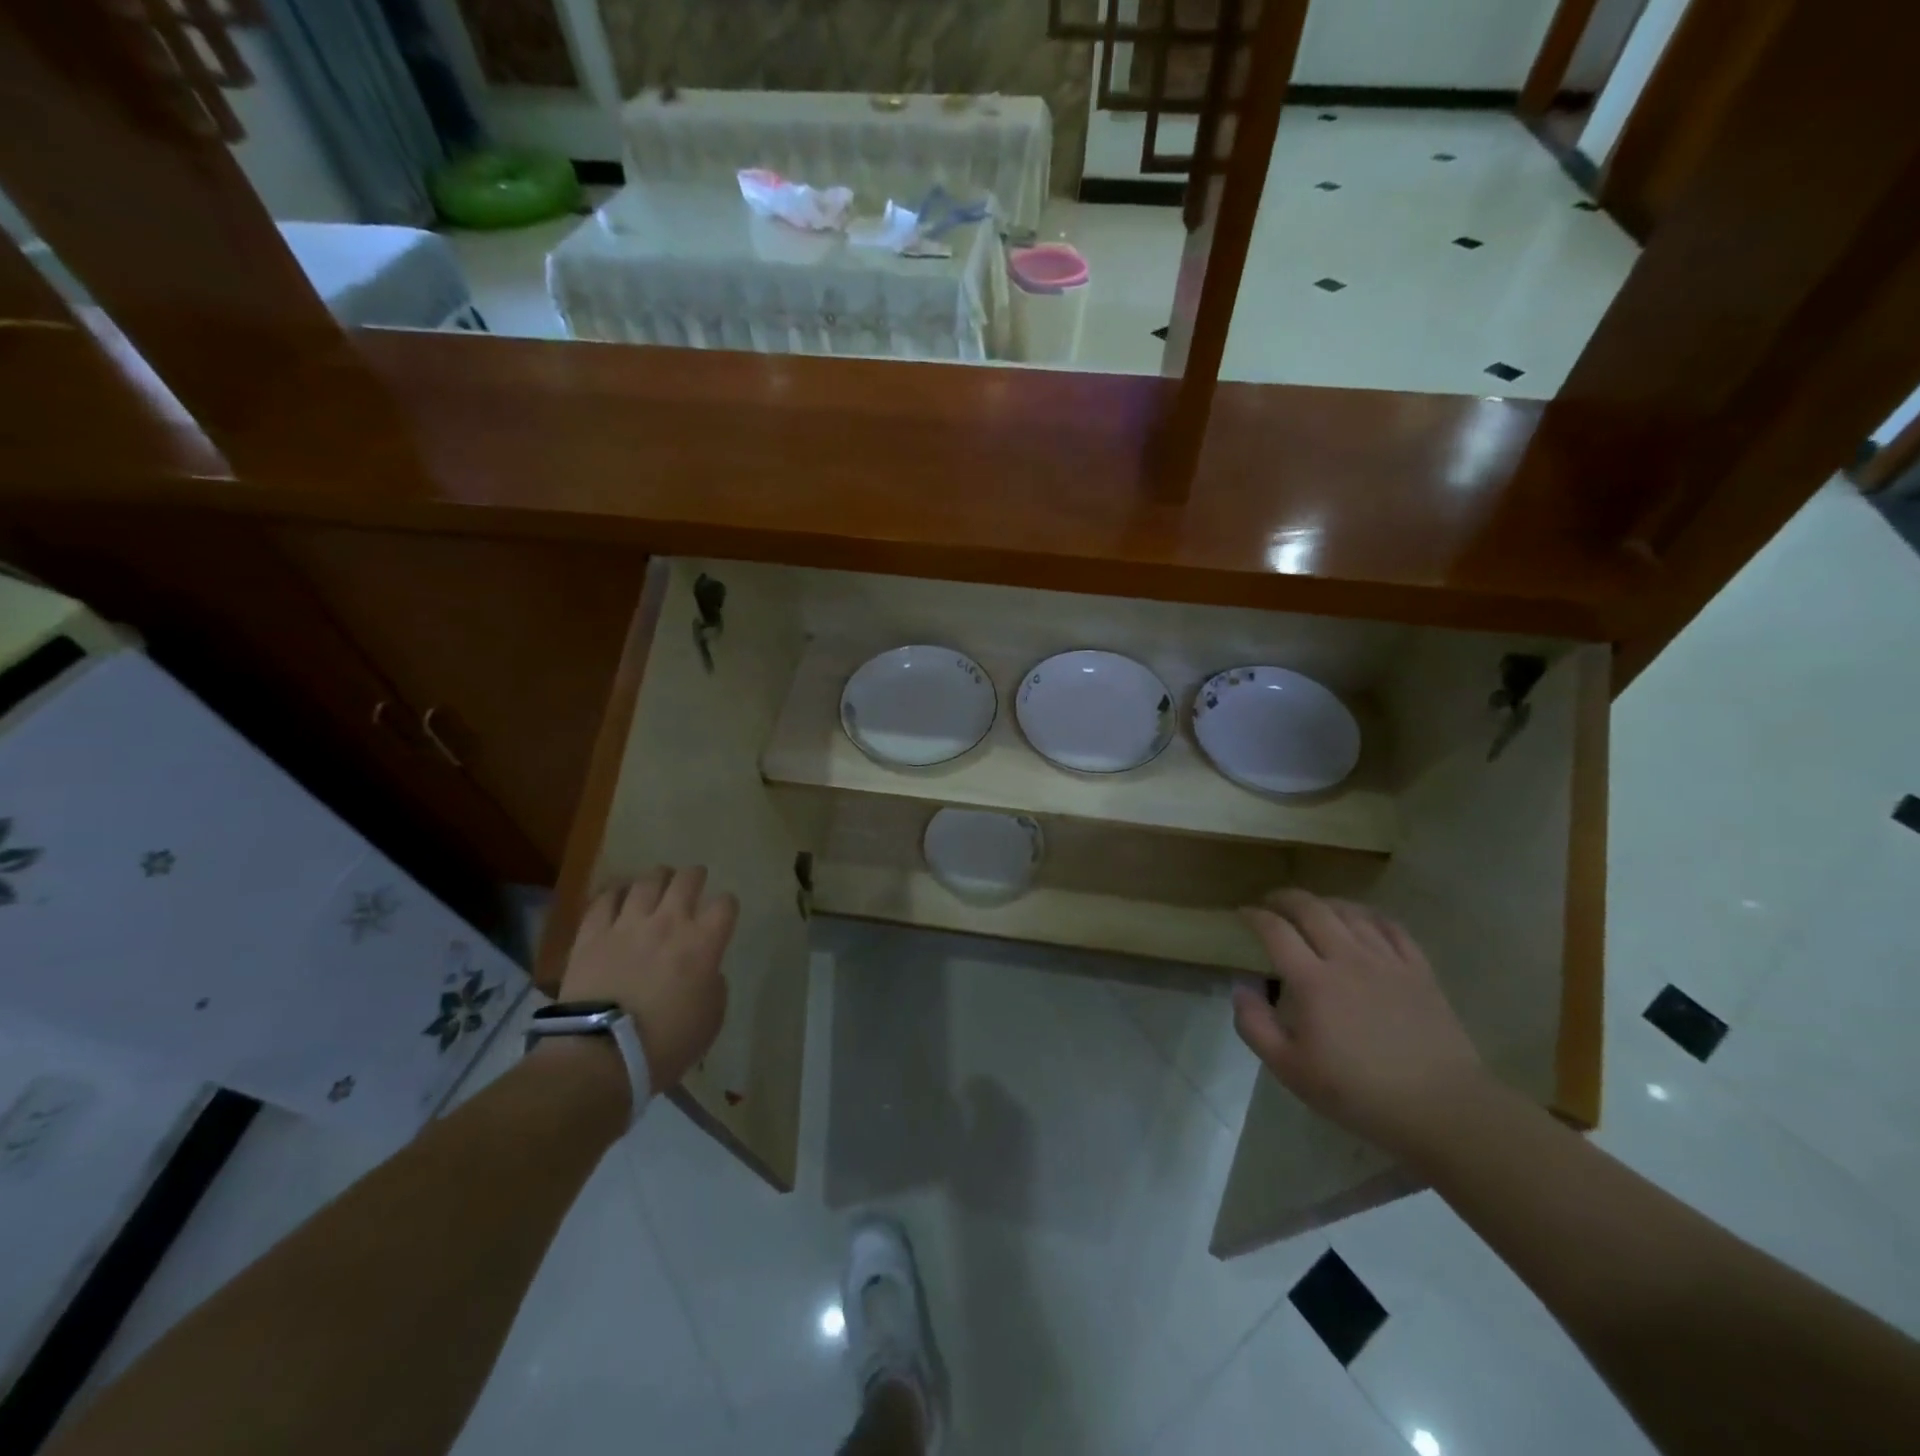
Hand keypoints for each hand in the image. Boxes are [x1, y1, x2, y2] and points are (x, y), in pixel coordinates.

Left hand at [560, 867, 736, 1095]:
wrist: (601, 1055)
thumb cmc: (666, 1043)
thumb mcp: (711, 1018)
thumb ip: (714, 984)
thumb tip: (706, 971)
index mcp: (704, 943)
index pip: (725, 905)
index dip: (727, 906)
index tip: (723, 913)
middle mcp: (669, 922)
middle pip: (687, 880)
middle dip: (694, 876)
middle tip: (694, 879)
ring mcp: (628, 924)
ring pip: (647, 881)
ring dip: (658, 877)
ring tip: (658, 880)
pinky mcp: (592, 934)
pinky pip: (605, 899)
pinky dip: (615, 892)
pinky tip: (619, 893)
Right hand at [1231, 889, 1486, 1159]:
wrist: (1441, 1109)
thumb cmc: (1358, 1093)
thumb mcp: (1290, 1070)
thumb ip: (1255, 1025)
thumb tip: (1241, 987)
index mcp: (1313, 981)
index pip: (1275, 930)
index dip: (1254, 916)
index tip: (1243, 914)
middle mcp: (1347, 959)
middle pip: (1311, 909)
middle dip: (1285, 898)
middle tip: (1272, 902)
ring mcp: (1387, 961)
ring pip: (1350, 912)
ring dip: (1324, 903)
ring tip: (1312, 908)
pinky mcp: (1419, 970)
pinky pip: (1391, 927)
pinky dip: (1368, 915)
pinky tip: (1361, 920)